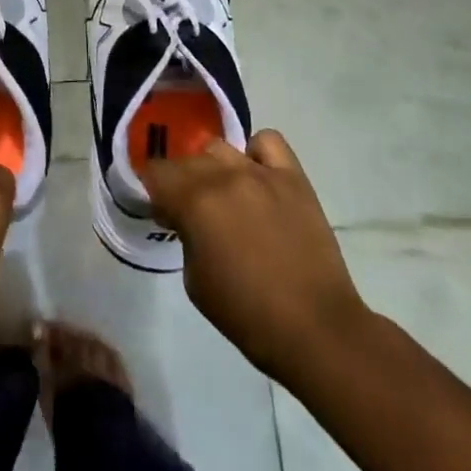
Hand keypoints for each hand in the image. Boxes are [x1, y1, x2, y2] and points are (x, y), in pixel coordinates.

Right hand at [143, 129, 368, 382]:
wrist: (316, 329)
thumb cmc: (247, 314)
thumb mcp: (194, 281)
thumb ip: (184, 236)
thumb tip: (184, 218)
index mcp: (195, 202)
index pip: (156, 171)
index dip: (153, 190)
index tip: (162, 210)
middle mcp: (224, 176)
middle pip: (187, 159)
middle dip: (181, 182)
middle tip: (191, 210)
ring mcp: (262, 173)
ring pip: (220, 148)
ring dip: (213, 168)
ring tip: (225, 193)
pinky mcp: (293, 177)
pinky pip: (267, 142)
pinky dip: (256, 153)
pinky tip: (257, 176)